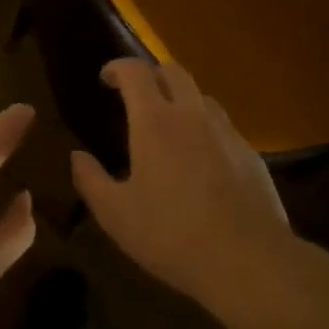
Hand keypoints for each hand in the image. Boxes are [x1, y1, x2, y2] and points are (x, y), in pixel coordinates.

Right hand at [71, 60, 302, 316]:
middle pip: (173, 71)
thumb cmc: (172, 234)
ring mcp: (226, 132)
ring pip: (201, 97)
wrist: (249, 262)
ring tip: (169, 126)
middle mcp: (192, 115)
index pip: (135, 72)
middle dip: (151, 74)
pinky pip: (223, 127)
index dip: (118, 67)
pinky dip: (205, 129)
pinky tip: (201, 160)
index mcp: (154, 121)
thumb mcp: (115, 214)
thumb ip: (90, 180)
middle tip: (136, 95)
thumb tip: (77, 156)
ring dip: (181, 99)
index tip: (106, 79)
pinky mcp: (251, 155)